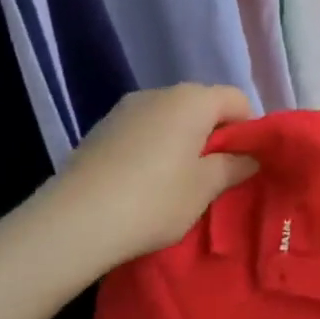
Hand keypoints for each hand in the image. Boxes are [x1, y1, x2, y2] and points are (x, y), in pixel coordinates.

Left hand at [48, 85, 259, 265]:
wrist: (70, 225)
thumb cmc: (154, 200)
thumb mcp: (206, 187)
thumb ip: (235, 166)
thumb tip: (249, 157)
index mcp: (192, 100)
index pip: (237, 100)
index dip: (249, 128)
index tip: (244, 162)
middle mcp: (159, 93)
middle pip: (202, 106)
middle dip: (215, 135)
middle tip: (215, 174)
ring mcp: (124, 110)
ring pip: (170, 119)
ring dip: (183, 142)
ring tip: (179, 182)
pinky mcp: (99, 131)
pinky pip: (143, 132)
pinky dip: (154, 149)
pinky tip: (145, 183)